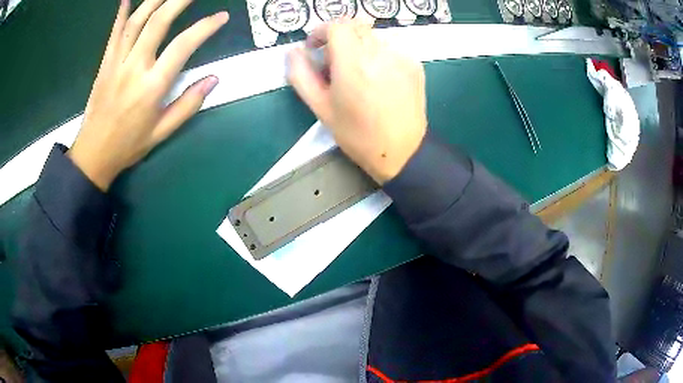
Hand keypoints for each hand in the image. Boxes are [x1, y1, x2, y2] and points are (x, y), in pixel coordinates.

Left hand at [69, 0, 228, 190]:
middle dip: (179, 0)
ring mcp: (116, 62)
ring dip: (155, 0)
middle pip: (158, 21)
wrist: (93, 154)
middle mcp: (134, 68)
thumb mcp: (162, 132)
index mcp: (152, 87)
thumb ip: (188, 104)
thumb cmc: (128, 145)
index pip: (183, 46)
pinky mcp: (105, 63)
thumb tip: (214, 79)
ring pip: (136, 21)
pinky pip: (114, 32)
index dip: (205, 27)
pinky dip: (121, 13)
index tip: (221, 17)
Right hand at [287, 21, 426, 183]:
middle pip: (355, 26)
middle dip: (339, 38)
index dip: (321, 32)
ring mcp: (401, 57)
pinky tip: (378, 78)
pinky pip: (390, 47)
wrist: (401, 151)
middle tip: (334, 62)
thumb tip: (293, 52)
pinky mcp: (414, 64)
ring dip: (359, 46)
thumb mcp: (320, 108)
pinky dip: (378, 54)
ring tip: (357, 73)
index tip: (315, 47)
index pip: (336, 26)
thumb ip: (301, 75)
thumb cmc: (357, 134)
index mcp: (353, 63)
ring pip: (373, 36)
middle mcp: (379, 53)